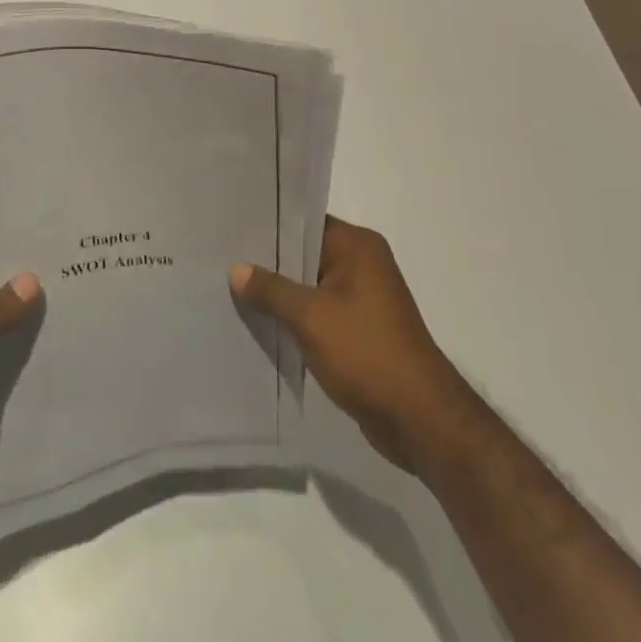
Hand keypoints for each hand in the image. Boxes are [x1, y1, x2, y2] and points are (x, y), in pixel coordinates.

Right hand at [231, 216, 455, 470]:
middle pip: (305, 253)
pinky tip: (260, 322)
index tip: (231, 227)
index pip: (304, 222)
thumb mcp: (310, 317)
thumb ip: (271, 289)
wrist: (419, 420)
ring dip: (279, 293)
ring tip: (231, 289)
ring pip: (309, 286)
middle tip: (222, 257)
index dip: (268, 225)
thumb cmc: (366, 353)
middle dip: (268, 262)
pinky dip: (294, 317)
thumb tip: (236, 269)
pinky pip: (318, 312)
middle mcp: (363, 264)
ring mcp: (362, 298)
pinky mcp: (359, 330)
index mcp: (357, 246)